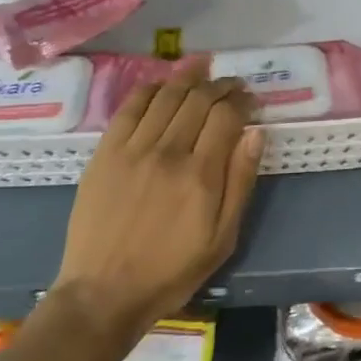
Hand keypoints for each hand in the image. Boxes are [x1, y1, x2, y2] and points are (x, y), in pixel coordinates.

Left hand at [55, 66, 262, 335]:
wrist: (103, 292)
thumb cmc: (172, 271)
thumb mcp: (223, 237)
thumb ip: (241, 181)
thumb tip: (256, 133)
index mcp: (201, 175)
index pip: (226, 116)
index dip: (242, 101)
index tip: (250, 100)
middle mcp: (168, 152)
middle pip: (198, 99)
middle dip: (220, 85)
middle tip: (232, 84)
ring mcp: (132, 149)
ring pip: (166, 96)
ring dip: (188, 77)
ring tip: (203, 68)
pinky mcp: (105, 153)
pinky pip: (130, 108)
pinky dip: (150, 89)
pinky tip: (163, 84)